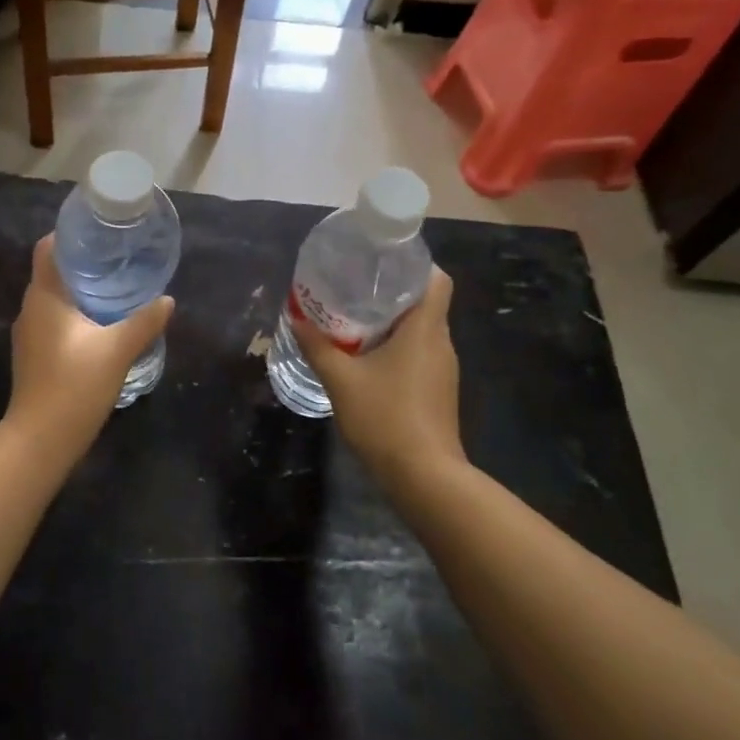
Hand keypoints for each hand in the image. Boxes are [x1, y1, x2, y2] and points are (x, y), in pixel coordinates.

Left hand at [5, 235, 173, 453]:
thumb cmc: (75, 385)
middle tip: (118, 259)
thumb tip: (168, 300)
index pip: (48, 248)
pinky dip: (75, 314)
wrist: (41, 439)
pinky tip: (101, 325)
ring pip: (54, 299)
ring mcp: (28, 334)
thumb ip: (144, 321)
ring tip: (115, 288)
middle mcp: (30, 309)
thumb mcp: (118, 350)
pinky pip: (54, 321)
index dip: (71, 235)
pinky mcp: (34, 355)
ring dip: (80, 291)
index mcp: (44, 297)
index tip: (100, 232)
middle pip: (53, 272)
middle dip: (83, 263)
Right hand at [291, 266, 465, 486]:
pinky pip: (418, 354)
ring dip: (392, 322)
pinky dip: (397, 348)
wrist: (424, 477)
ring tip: (354, 319)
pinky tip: (368, 358)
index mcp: (425, 330)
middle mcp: (441, 343)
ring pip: (420, 331)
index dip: (415, 264)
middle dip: (392, 292)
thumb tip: (296, 318)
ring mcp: (443, 370)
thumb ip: (317, 346)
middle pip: (425, 303)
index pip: (437, 279)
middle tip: (354, 287)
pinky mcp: (438, 391)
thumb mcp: (341, 380)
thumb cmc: (385, 418)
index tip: (382, 261)